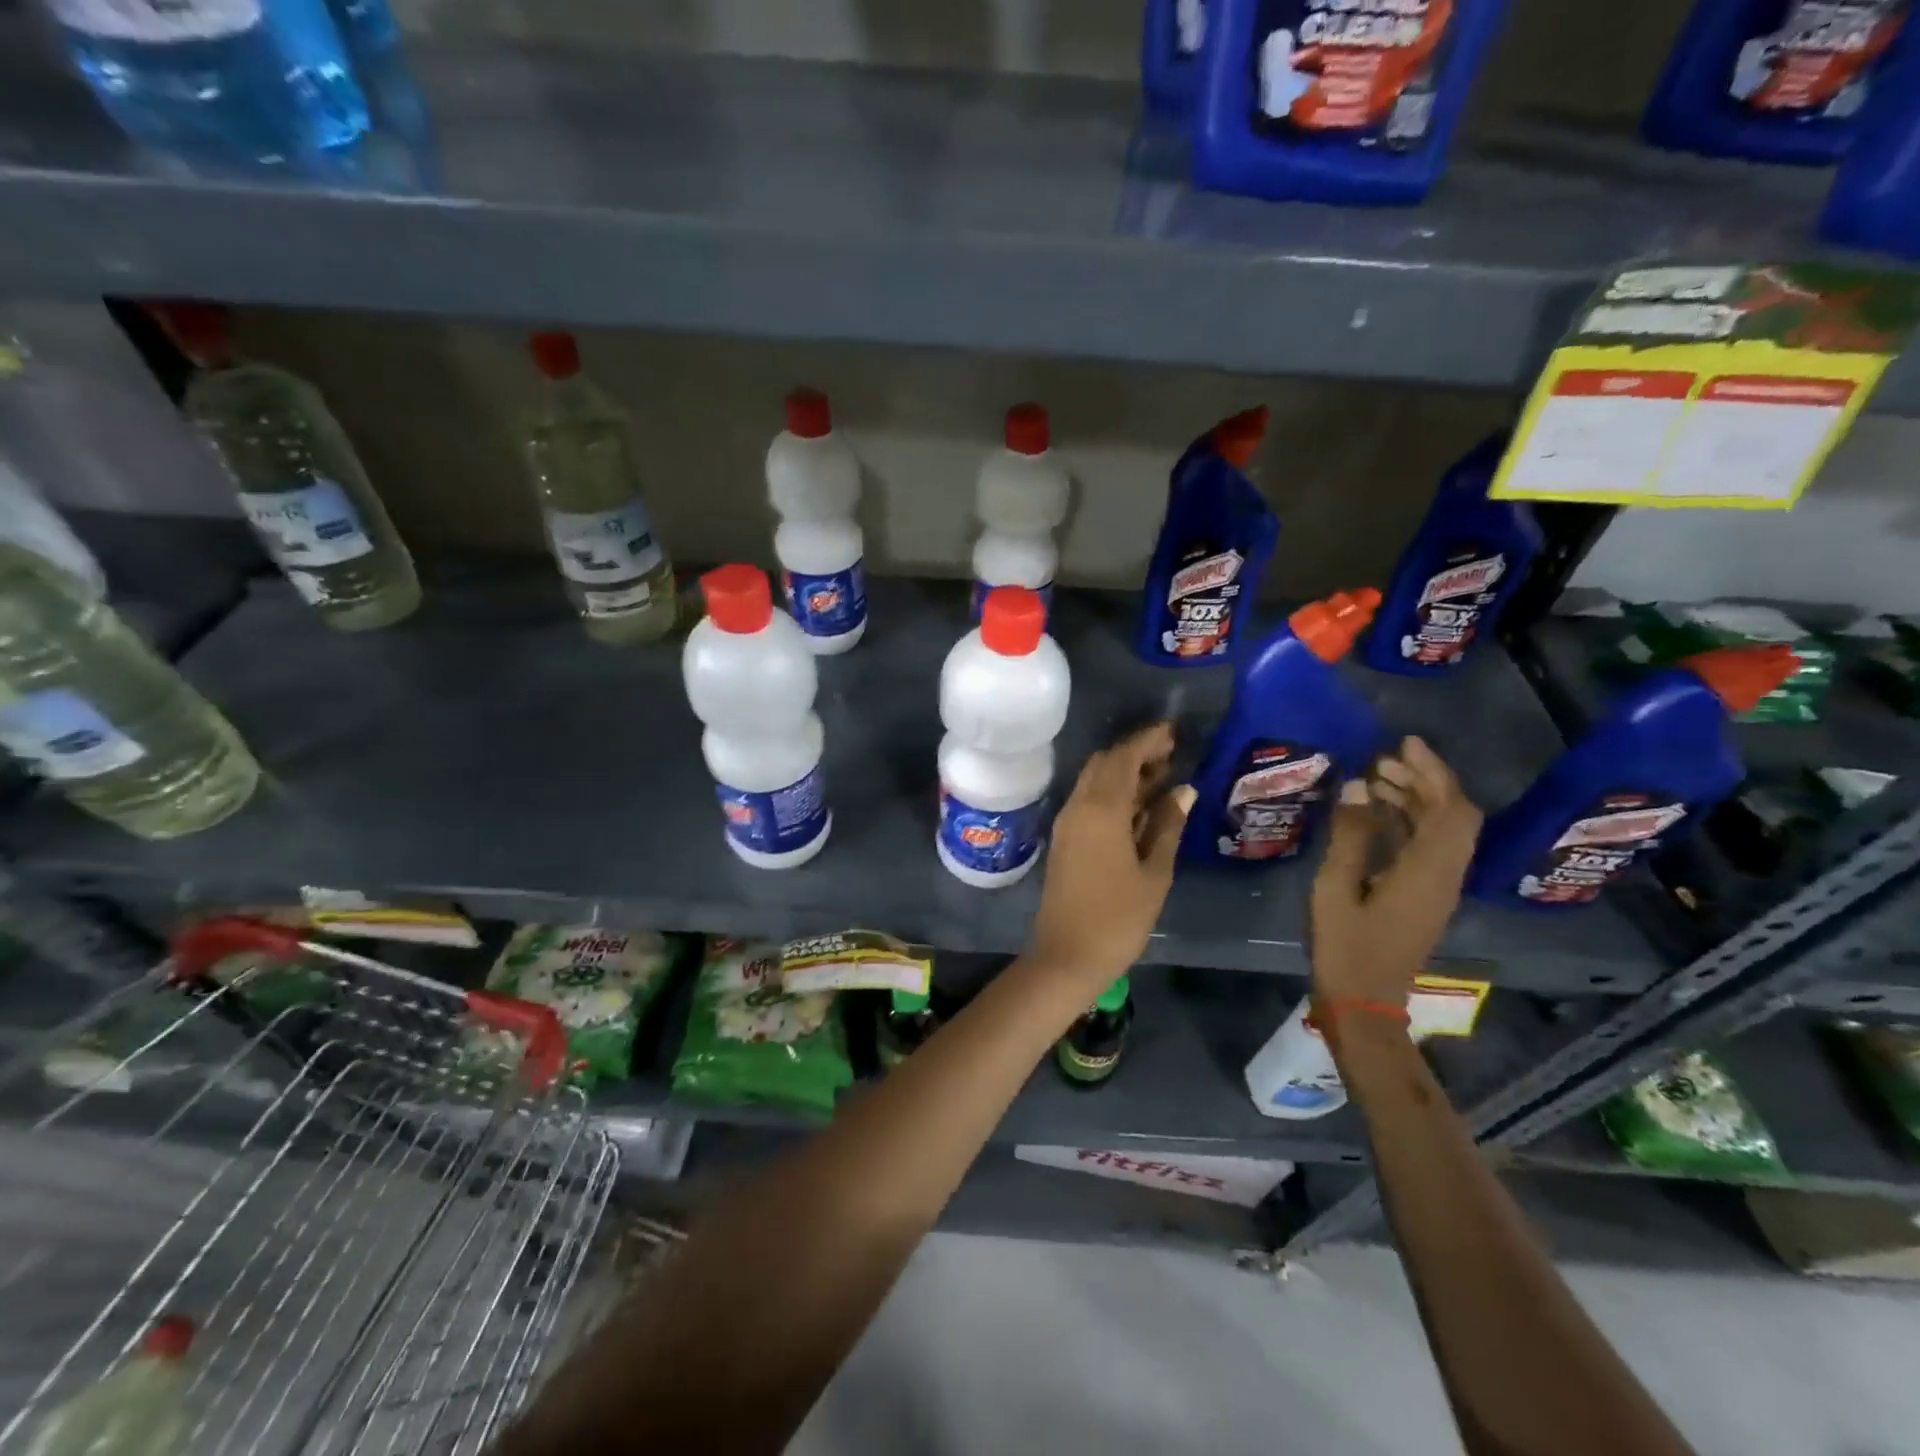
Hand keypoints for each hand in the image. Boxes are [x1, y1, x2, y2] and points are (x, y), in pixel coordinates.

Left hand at [1026, 722, 1194, 993]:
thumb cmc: (1118, 918)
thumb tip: (1183, 790)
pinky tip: (1140, 806)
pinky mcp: (1064, 839)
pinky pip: (1088, 801)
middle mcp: (1078, 806)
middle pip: (1104, 764)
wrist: (1066, 955)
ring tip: (1163, 777)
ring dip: (1124, 772)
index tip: (1173, 733)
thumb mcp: (1155, 873)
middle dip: (1135, 753)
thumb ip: (1168, 826)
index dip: (1147, 740)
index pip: (1123, 758)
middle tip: (1171, 755)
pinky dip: (1113, 793)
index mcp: (1101, 809)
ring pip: (1094, 781)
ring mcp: (1067, 822)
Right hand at [1310, 736, 1481, 1012]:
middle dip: (1423, 781)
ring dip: (1415, 800)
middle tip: (1381, 761)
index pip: (1451, 809)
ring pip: (1442, 831)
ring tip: (1372, 781)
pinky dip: (1408, 822)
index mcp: (1428, 871)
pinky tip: (1374, 816)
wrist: (1364, 1003)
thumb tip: (1358, 785)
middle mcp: (1444, 875)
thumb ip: (1349, 835)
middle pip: (1452, 816)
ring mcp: (1437, 888)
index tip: (1404, 745)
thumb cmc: (1346, 946)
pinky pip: (1428, 847)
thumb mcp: (1336, 887)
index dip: (1434, 772)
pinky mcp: (1425, 897)